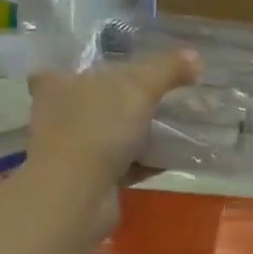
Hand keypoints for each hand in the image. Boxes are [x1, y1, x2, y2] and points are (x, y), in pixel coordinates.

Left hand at [25, 48, 201, 192]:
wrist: (76, 195)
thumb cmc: (98, 128)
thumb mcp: (138, 88)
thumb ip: (167, 70)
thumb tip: (195, 58)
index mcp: (57, 85)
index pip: (65, 68)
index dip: (89, 67)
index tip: (116, 68)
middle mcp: (57, 116)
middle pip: (92, 102)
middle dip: (123, 102)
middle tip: (158, 97)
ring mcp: (69, 151)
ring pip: (108, 135)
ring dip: (136, 134)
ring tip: (172, 127)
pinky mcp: (86, 180)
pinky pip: (120, 165)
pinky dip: (142, 162)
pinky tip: (168, 159)